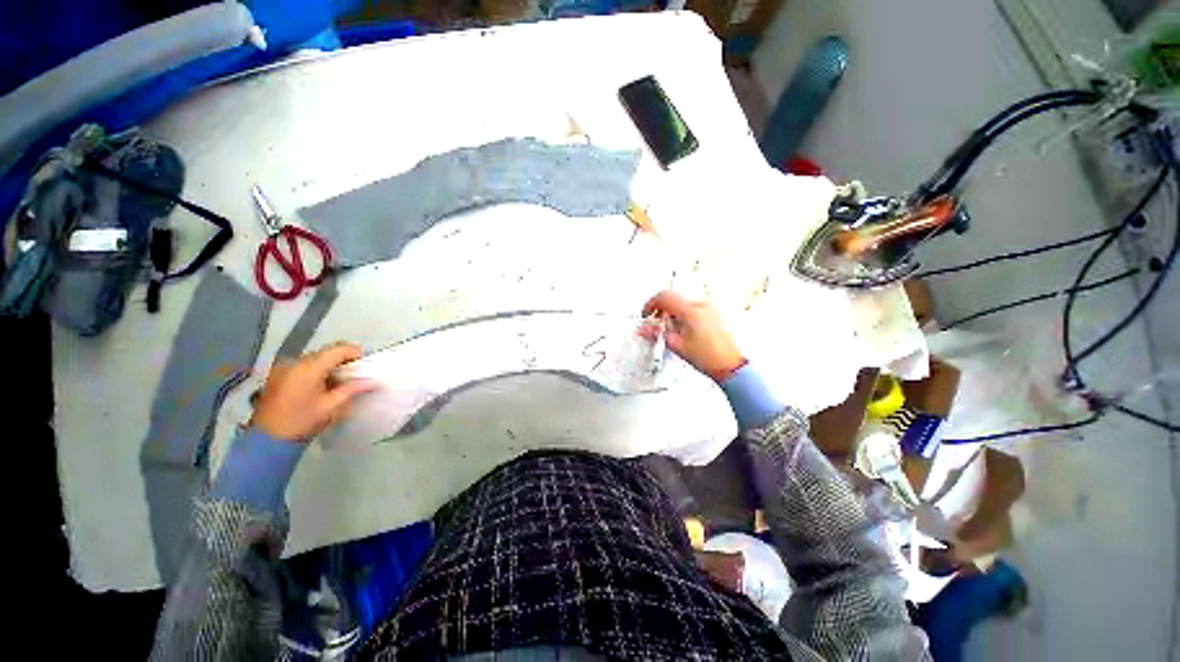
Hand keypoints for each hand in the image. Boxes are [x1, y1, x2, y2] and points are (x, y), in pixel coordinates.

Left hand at [250, 343, 374, 441]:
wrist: (267, 439)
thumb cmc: (301, 421)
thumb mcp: (331, 406)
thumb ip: (352, 389)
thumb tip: (371, 381)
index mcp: (309, 367)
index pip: (339, 349)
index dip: (356, 353)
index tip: (367, 364)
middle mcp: (295, 362)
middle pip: (326, 352)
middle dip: (344, 360)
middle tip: (357, 375)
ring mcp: (284, 368)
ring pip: (316, 359)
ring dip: (331, 366)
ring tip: (341, 381)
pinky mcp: (278, 375)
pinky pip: (304, 366)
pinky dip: (318, 371)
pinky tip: (323, 386)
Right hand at [642, 291, 744, 382]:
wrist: (729, 365)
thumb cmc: (709, 358)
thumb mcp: (676, 345)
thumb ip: (656, 334)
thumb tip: (642, 329)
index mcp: (690, 311)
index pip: (664, 297)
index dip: (650, 305)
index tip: (646, 315)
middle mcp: (701, 305)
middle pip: (672, 299)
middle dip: (660, 310)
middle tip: (655, 324)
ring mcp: (708, 308)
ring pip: (681, 303)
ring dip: (671, 313)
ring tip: (671, 331)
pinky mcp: (712, 313)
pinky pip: (691, 307)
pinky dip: (681, 315)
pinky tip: (682, 330)